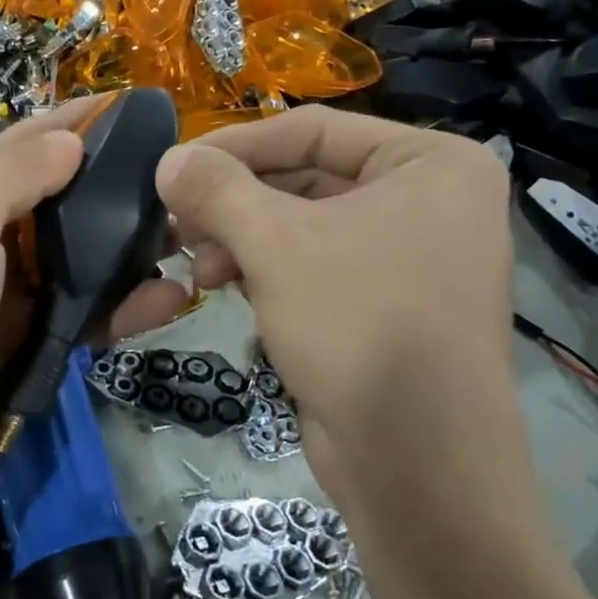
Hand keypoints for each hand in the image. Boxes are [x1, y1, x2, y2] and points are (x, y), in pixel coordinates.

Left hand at [0, 101, 188, 538]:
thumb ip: (14, 174)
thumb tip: (68, 139)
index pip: (16, 144)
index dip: (71, 123)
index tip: (132, 107)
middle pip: (49, 203)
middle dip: (107, 191)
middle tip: (172, 183)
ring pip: (70, 262)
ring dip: (123, 252)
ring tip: (184, 239)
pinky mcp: (18, 348)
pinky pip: (77, 315)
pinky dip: (118, 307)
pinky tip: (166, 300)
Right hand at [157, 108, 526, 538]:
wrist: (419, 468)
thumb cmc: (359, 327)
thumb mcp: (276, 245)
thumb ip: (217, 190)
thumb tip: (167, 158)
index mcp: (431, 163)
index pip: (312, 129)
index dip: (235, 145)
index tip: (172, 167)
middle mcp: (429, 201)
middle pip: (305, 177)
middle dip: (235, 202)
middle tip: (176, 222)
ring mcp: (410, 255)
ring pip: (303, 224)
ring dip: (241, 239)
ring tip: (195, 266)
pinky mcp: (385, 303)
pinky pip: (313, 264)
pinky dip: (264, 269)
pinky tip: (220, 287)